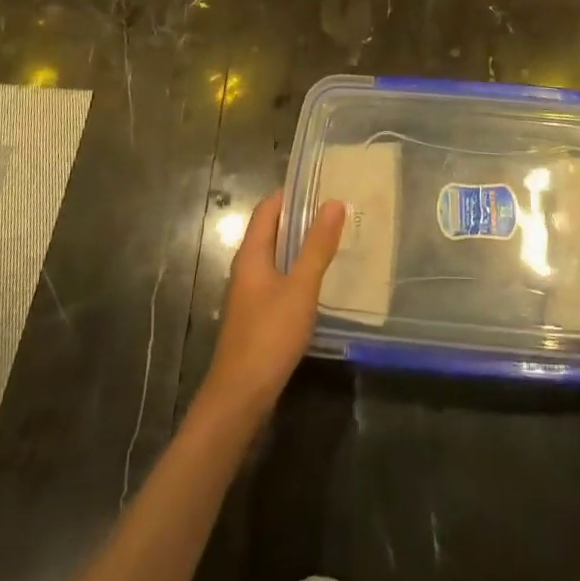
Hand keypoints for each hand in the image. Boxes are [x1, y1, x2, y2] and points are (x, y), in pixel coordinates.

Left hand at [200, 191, 345, 421]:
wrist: (240, 397)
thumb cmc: (269, 335)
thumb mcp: (300, 288)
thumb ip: (317, 246)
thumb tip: (333, 202)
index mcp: (252, 254)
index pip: (268, 208)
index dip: (292, 193)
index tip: (323, 183)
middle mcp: (247, 268)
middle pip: (272, 230)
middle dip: (302, 218)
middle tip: (338, 209)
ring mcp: (251, 293)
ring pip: (278, 256)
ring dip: (302, 245)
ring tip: (336, 238)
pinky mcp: (258, 316)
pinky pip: (280, 280)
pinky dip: (299, 271)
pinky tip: (321, 280)